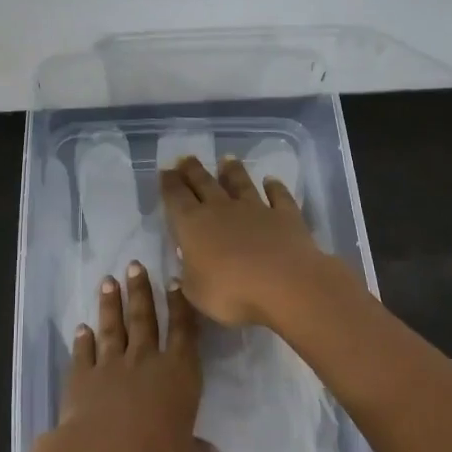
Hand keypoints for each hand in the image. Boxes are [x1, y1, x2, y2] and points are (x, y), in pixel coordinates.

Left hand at [47, 261, 214, 451]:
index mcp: (178, 373)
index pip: (182, 331)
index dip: (180, 306)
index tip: (174, 281)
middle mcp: (145, 360)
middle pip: (144, 318)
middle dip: (140, 290)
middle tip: (134, 265)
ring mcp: (111, 365)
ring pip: (112, 327)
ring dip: (110, 304)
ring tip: (107, 281)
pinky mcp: (82, 377)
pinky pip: (83, 353)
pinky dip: (82, 340)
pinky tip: (81, 328)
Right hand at [158, 155, 336, 326]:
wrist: (286, 285)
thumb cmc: (232, 293)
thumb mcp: (196, 293)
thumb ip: (188, 276)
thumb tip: (185, 264)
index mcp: (193, 225)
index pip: (176, 198)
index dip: (169, 184)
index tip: (165, 170)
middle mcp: (221, 209)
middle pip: (204, 183)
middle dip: (193, 170)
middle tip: (186, 158)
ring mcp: (255, 209)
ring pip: (240, 183)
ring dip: (232, 171)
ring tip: (226, 159)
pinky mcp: (285, 216)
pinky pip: (278, 196)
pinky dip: (274, 187)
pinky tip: (272, 180)